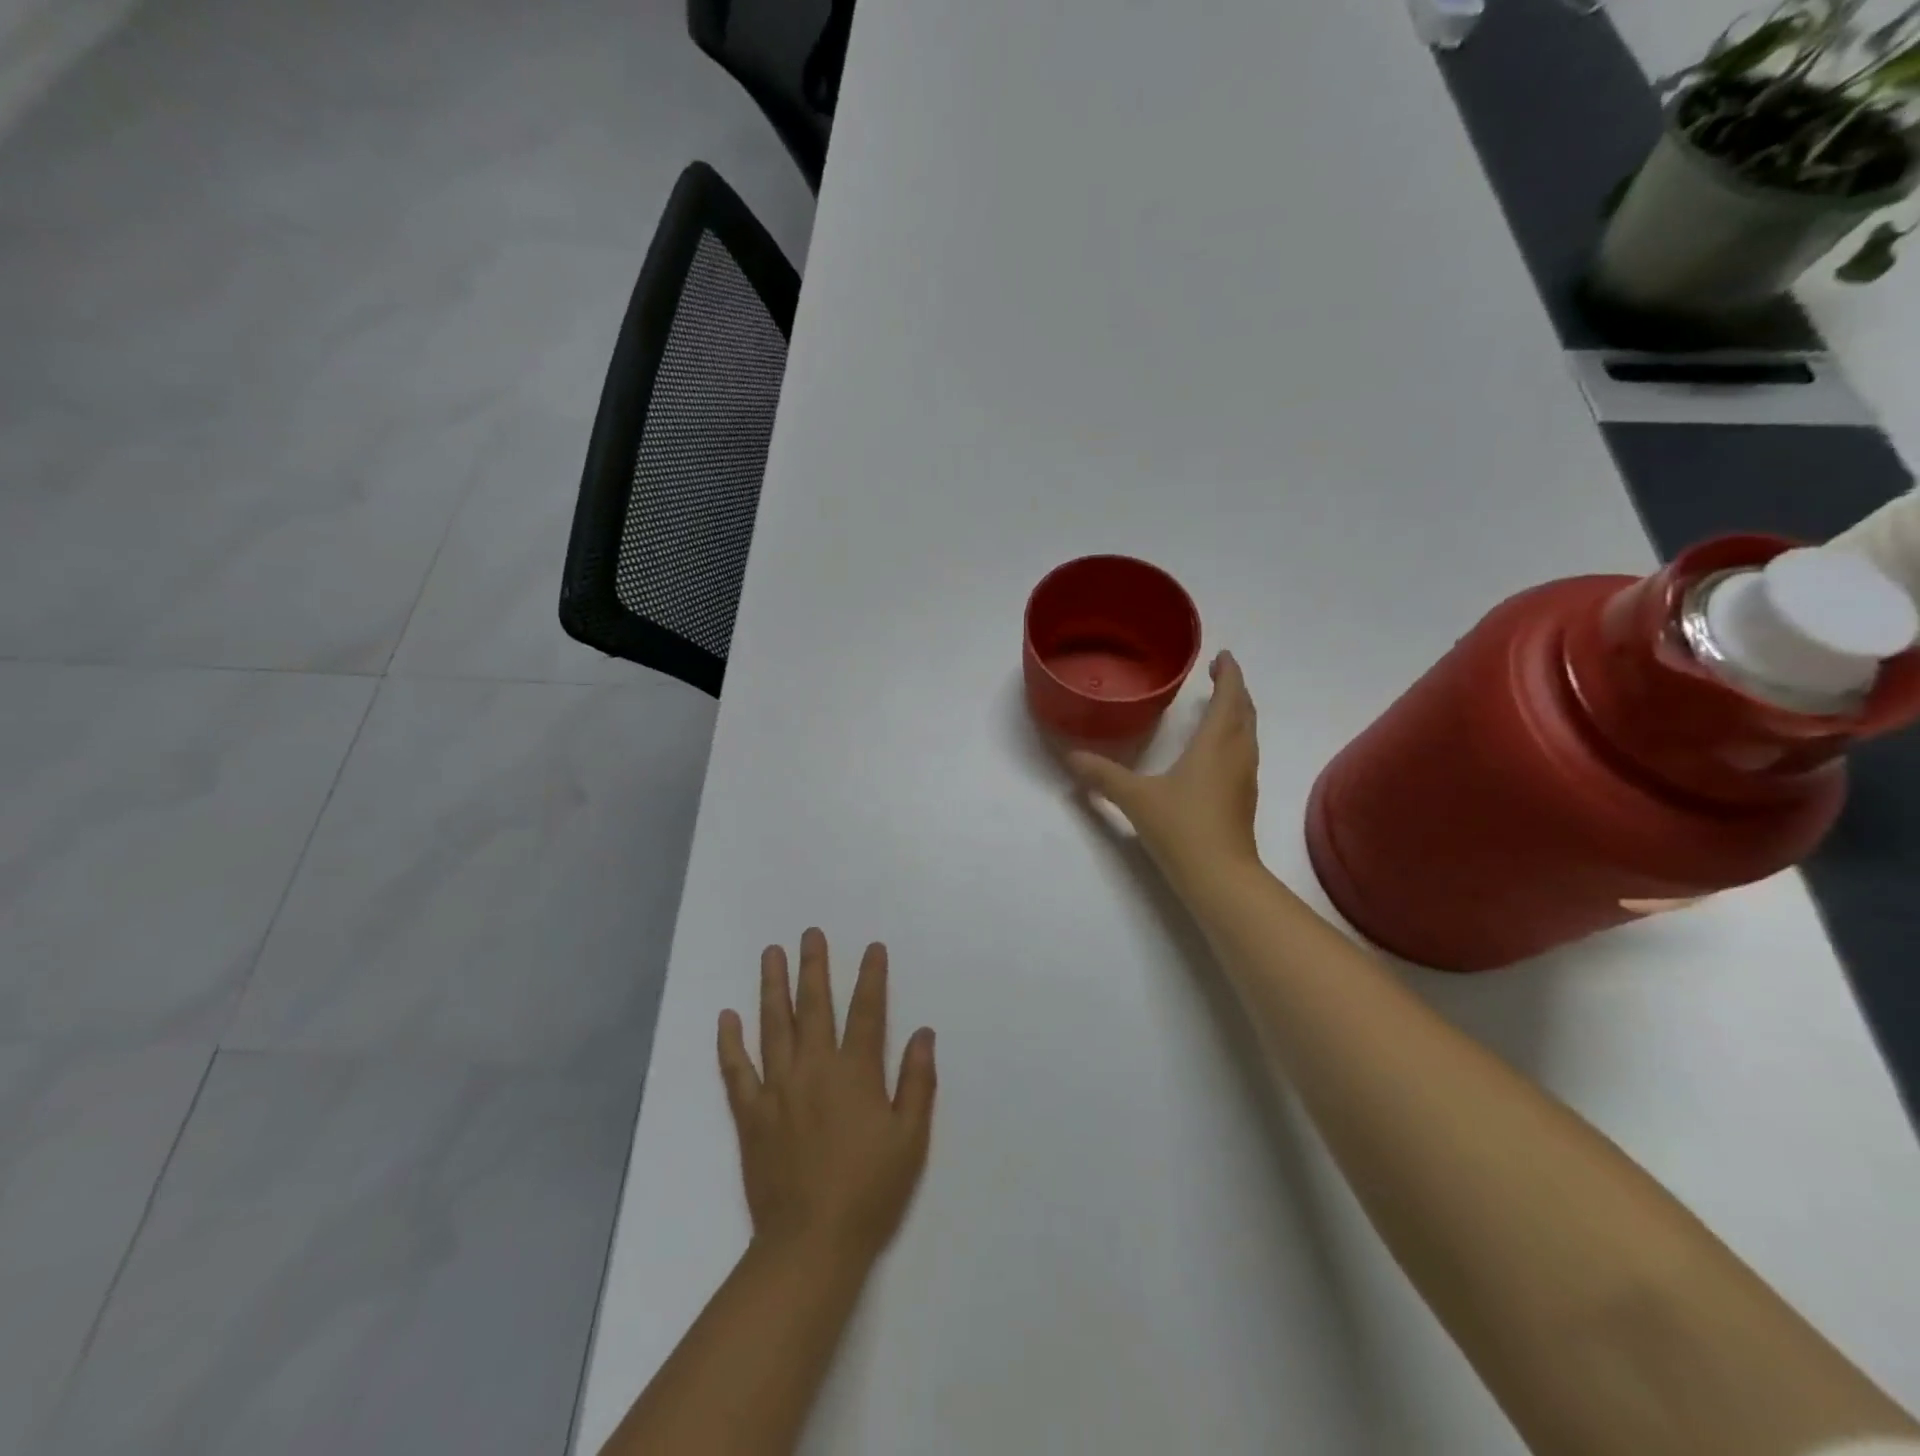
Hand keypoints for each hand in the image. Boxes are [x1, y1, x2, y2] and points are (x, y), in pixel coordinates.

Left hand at [717, 929, 936, 1267]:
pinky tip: (726, 1017)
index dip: (871, 977)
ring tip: (771, 954)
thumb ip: (917, 1082)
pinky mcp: (751, 1114)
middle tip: (810, 934)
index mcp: (855, 1073)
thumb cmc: (869, 1191)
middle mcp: (814, 1069)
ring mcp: (777, 1089)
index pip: (867, 1012)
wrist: (811, 1243)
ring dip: (772, 986)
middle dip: (814, 966)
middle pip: (814, 1006)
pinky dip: (730, 1042)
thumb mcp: (910, 1139)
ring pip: (773, 1025)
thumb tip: (923, 1033)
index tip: (873, 948)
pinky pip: (736, 1070)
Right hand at [1067, 650, 1261, 891]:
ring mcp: (1245, 778)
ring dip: (1237, 713)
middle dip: (1234, 689)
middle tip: (1219, 673)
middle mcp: (1237, 755)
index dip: (1229, 674)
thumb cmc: (1181, 828)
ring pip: (1248, 734)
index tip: (1223, 656)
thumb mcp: (1135, 798)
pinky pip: (1244, 753)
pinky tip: (1216, 750)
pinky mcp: (1244, 799)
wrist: (1220, 877)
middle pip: (1244, 712)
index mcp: (1216, 744)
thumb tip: (1071, 757)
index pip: (1229, 697)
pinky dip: (1234, 737)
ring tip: (1218, 705)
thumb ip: (1103, 776)